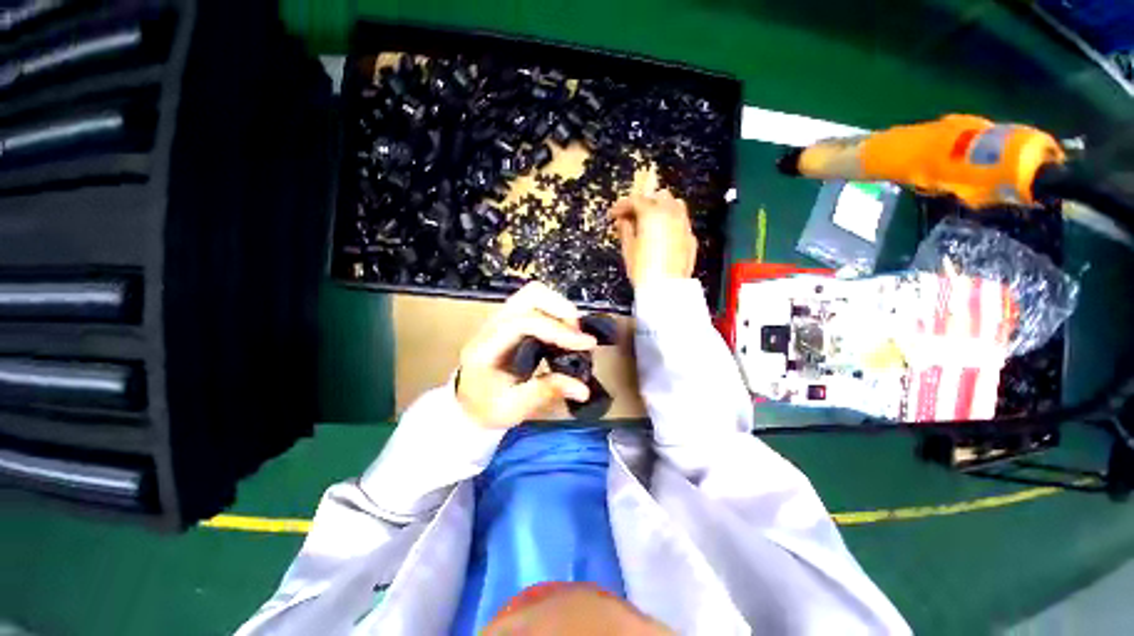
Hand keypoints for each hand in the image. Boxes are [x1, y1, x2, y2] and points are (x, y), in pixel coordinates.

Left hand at [457, 282, 595, 428]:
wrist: (469, 403)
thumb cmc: (487, 407)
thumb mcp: (514, 408)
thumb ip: (546, 393)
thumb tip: (582, 388)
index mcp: (486, 347)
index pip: (524, 322)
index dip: (558, 330)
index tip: (586, 344)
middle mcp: (492, 325)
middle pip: (530, 295)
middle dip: (561, 310)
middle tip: (579, 335)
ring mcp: (501, 318)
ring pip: (534, 294)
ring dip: (560, 308)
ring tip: (574, 333)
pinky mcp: (511, 319)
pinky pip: (537, 303)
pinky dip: (556, 312)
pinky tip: (564, 333)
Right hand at [610, 189, 697, 287]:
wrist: (665, 288)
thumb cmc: (644, 269)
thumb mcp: (628, 248)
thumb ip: (625, 229)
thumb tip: (623, 221)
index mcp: (653, 214)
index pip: (636, 200)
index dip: (622, 205)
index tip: (615, 213)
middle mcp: (671, 215)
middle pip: (659, 196)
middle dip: (645, 202)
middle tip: (632, 215)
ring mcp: (684, 225)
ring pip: (675, 205)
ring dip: (661, 208)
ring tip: (649, 222)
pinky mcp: (690, 238)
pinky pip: (681, 221)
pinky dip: (670, 222)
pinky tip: (662, 235)